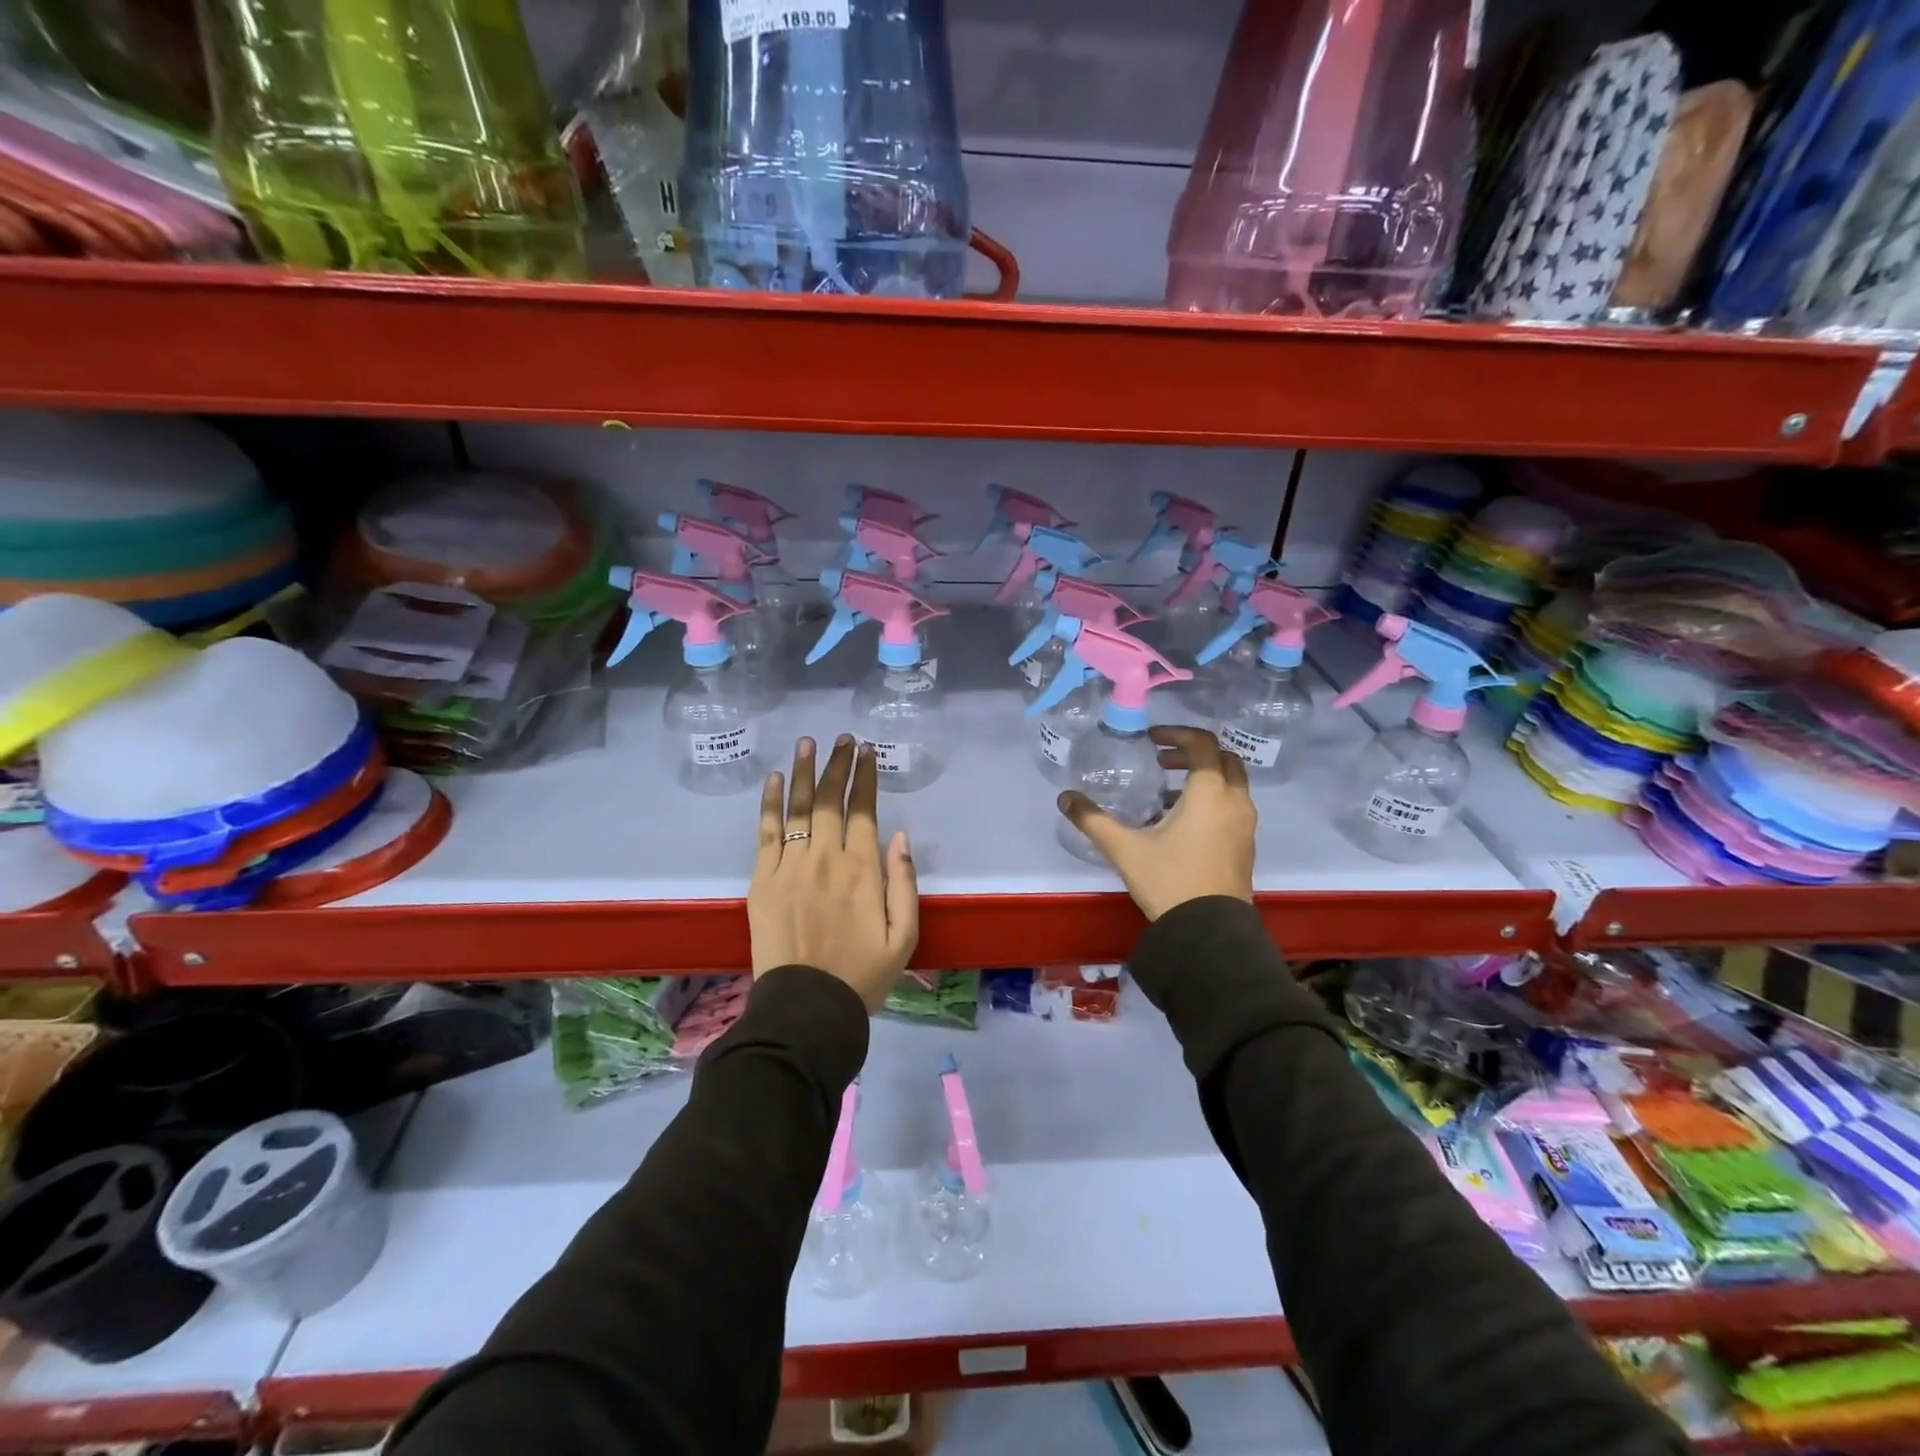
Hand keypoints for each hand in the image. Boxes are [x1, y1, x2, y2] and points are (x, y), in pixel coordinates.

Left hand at [750, 735, 918, 1009]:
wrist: (806, 1008)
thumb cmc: (862, 975)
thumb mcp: (904, 936)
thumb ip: (904, 882)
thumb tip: (899, 835)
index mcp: (863, 870)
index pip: (864, 810)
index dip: (865, 777)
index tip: (867, 751)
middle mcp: (826, 858)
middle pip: (830, 799)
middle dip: (838, 764)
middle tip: (842, 738)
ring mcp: (790, 866)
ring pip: (798, 807)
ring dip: (803, 771)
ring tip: (807, 743)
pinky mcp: (762, 879)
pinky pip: (766, 832)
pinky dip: (770, 803)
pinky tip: (774, 779)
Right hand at [1057, 726, 1255, 920]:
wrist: (1209, 932)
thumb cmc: (1169, 881)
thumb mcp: (1124, 849)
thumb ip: (1093, 820)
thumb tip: (1065, 798)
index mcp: (1210, 793)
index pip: (1202, 744)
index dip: (1176, 734)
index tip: (1151, 740)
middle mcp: (1235, 802)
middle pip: (1224, 759)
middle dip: (1192, 753)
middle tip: (1161, 761)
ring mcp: (1245, 825)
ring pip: (1231, 784)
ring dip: (1203, 778)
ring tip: (1166, 793)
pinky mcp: (1246, 845)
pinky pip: (1232, 807)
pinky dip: (1211, 800)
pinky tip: (1180, 824)